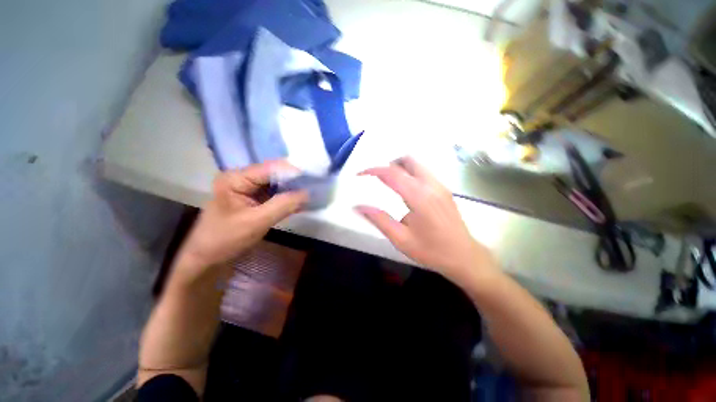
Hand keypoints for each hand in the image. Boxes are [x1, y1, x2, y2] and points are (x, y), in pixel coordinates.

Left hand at [176, 161, 307, 273]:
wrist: (208, 259)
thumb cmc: (226, 239)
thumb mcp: (256, 221)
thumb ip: (283, 205)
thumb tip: (308, 193)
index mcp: (236, 178)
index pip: (270, 169)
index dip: (293, 172)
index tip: (314, 177)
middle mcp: (242, 178)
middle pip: (274, 174)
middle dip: (295, 180)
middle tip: (315, 185)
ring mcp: (248, 189)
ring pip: (276, 184)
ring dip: (293, 189)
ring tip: (312, 192)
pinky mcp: (254, 199)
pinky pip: (274, 194)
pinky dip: (287, 198)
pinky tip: (301, 201)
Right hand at [356, 157, 495, 281]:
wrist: (465, 257)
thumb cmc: (431, 251)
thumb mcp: (401, 239)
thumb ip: (379, 220)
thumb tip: (358, 207)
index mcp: (419, 196)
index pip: (392, 173)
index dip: (373, 170)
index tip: (360, 174)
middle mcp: (431, 185)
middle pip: (407, 160)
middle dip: (388, 164)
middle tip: (375, 176)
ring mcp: (440, 186)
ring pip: (417, 165)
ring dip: (400, 167)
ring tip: (387, 182)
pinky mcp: (444, 190)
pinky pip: (424, 172)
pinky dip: (410, 173)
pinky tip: (404, 189)